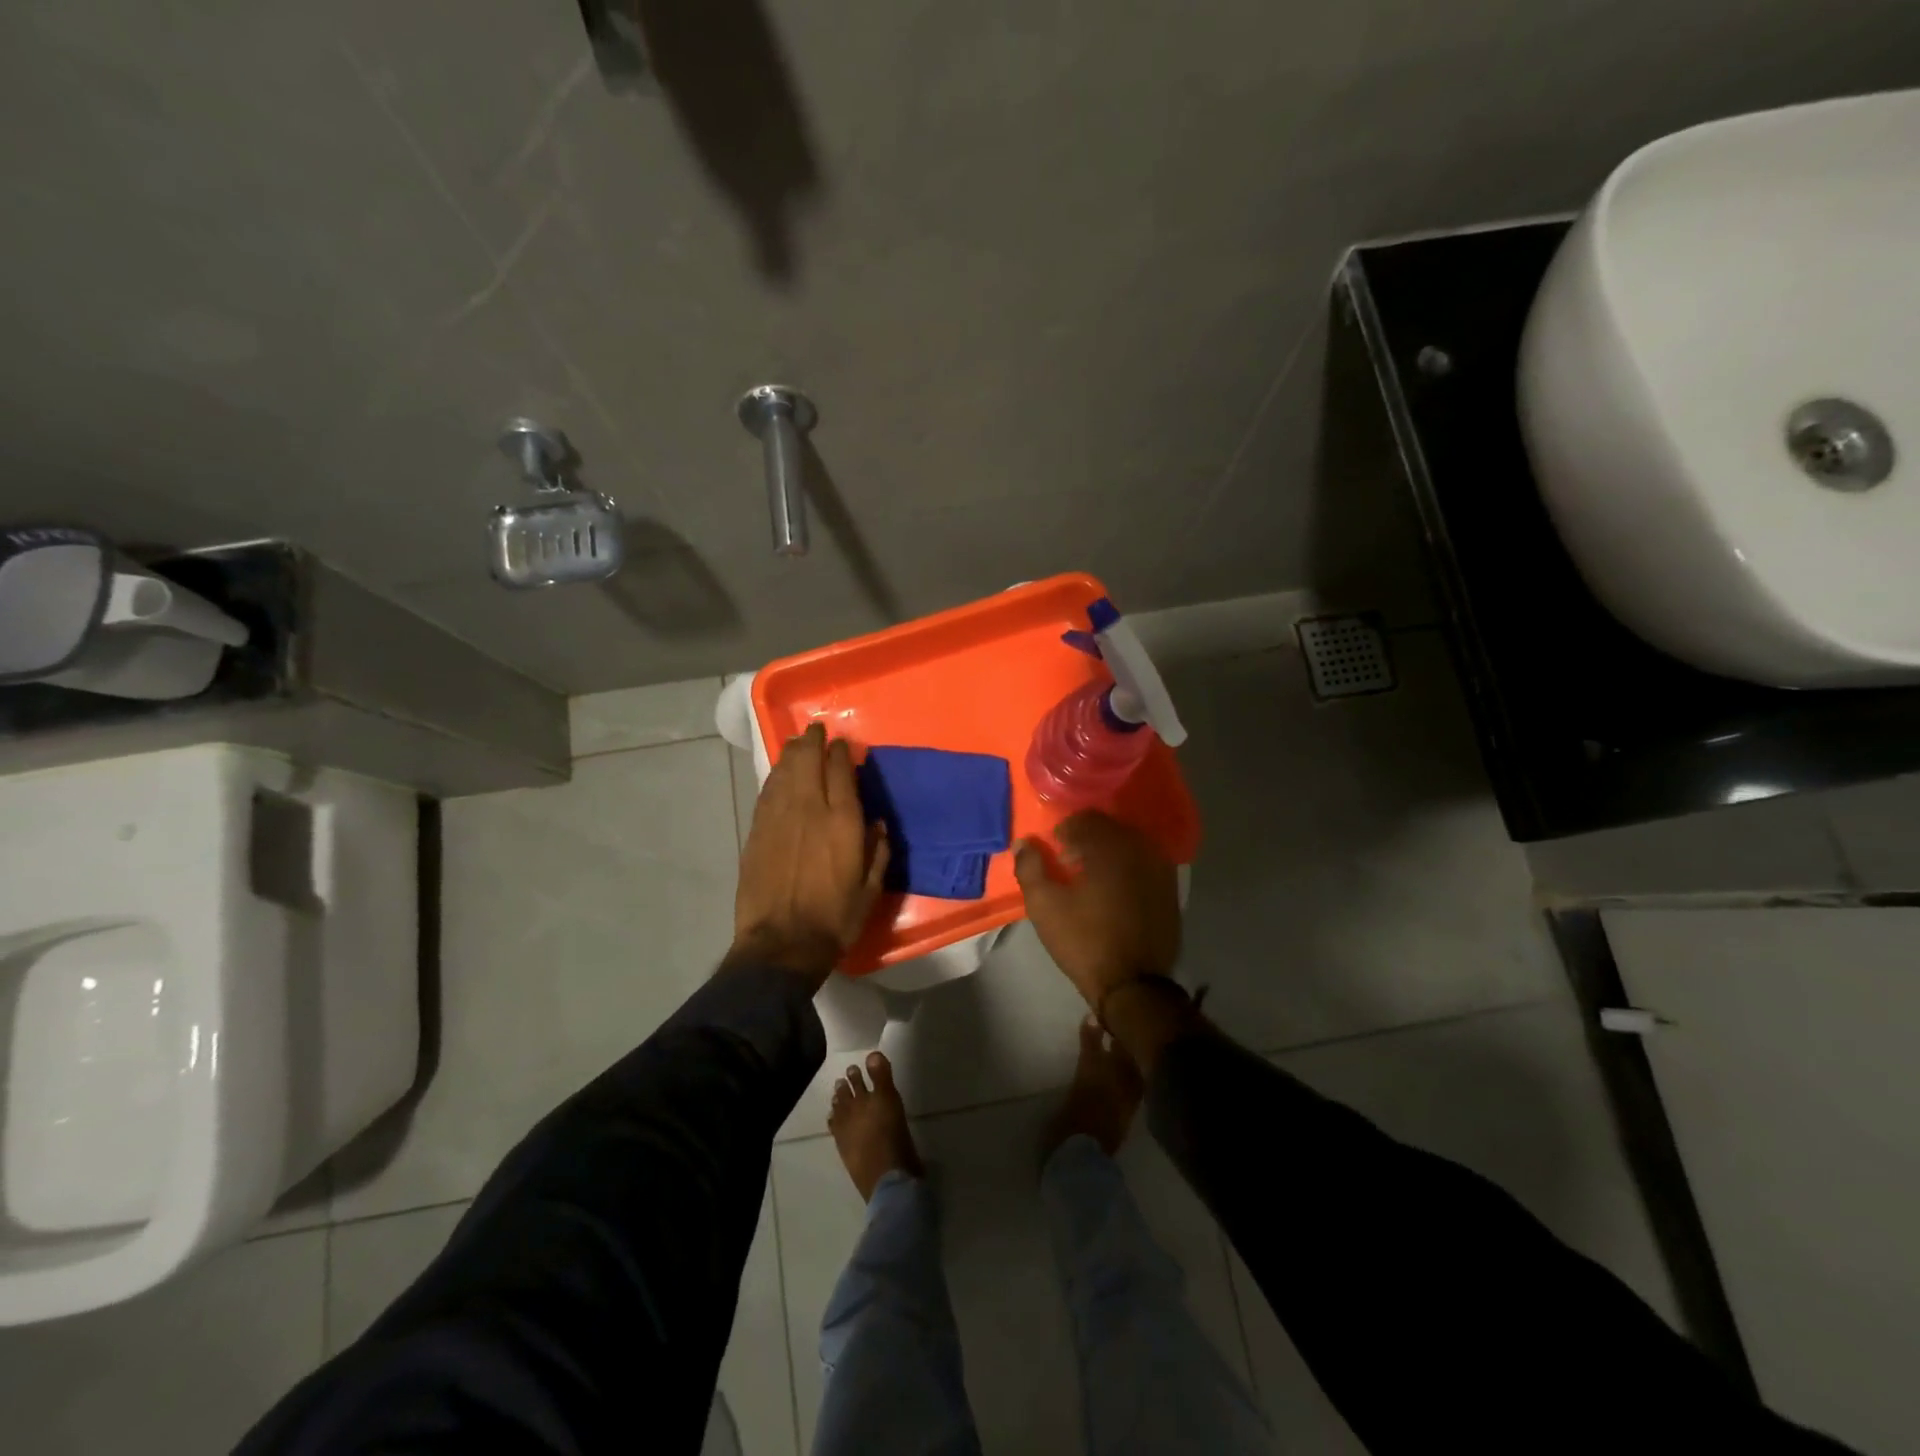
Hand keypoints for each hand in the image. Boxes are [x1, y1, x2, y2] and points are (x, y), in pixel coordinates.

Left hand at [733, 723, 889, 980]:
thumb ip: (878, 851)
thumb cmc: (834, 919)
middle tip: (817, 730)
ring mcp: (778, 817)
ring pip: (784, 770)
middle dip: (813, 740)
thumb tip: (877, 823)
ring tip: (798, 743)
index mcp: (842, 821)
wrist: (781, 944)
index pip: (840, 770)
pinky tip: (779, 772)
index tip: (843, 742)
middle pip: (808, 760)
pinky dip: (775, 775)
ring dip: (792, 752)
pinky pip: (767, 791)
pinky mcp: (757, 830)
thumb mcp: (870, 889)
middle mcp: (809, 809)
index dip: (841, 751)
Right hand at [1013, 811, 1180, 1008]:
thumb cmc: (1084, 940)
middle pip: (1110, 829)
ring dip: (1108, 854)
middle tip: (1069, 864)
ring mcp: (1161, 869)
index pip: (1086, 819)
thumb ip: (1030, 867)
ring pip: (1129, 846)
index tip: (1054, 852)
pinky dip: (1127, 869)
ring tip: (1092, 880)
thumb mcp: (1044, 905)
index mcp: (1111, 846)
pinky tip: (1114, 894)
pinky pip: (1145, 865)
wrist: (1133, 985)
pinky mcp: (1171, 891)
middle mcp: (1141, 848)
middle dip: (1087, 840)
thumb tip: (1023, 843)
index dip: (1064, 831)